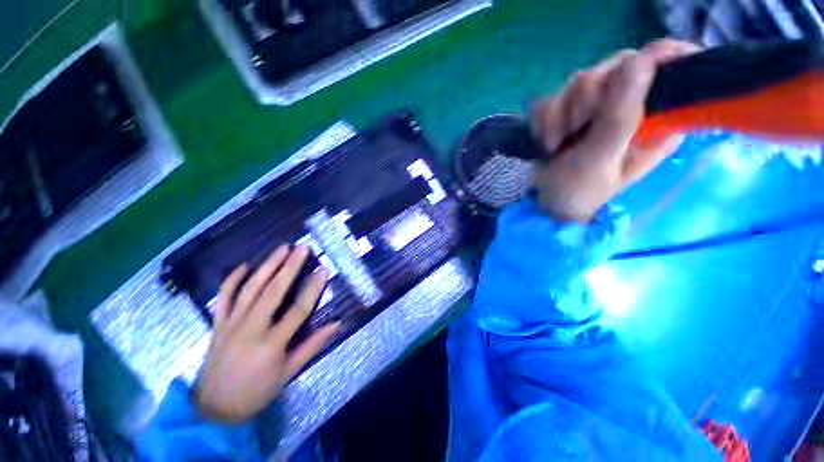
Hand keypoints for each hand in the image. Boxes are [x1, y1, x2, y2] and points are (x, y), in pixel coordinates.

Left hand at [195, 245, 339, 422]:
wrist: (214, 409)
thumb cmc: (257, 392)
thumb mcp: (289, 373)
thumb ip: (313, 345)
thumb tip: (337, 324)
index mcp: (271, 344)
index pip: (298, 310)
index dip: (313, 288)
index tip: (323, 270)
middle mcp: (251, 329)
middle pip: (273, 292)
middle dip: (290, 267)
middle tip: (302, 248)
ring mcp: (231, 324)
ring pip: (250, 289)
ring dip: (267, 266)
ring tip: (281, 249)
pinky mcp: (217, 324)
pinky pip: (223, 298)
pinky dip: (232, 280)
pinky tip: (244, 266)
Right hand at [530, 39, 700, 221]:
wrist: (548, 202)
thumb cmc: (580, 191)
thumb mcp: (601, 160)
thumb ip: (619, 116)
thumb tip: (639, 60)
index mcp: (657, 117)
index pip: (672, 65)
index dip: (652, 60)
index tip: (623, 80)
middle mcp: (631, 104)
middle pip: (615, 67)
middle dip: (585, 101)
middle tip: (574, 133)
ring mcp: (598, 105)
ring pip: (580, 80)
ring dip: (560, 116)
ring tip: (557, 146)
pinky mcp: (569, 110)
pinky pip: (554, 96)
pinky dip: (544, 121)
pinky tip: (547, 142)